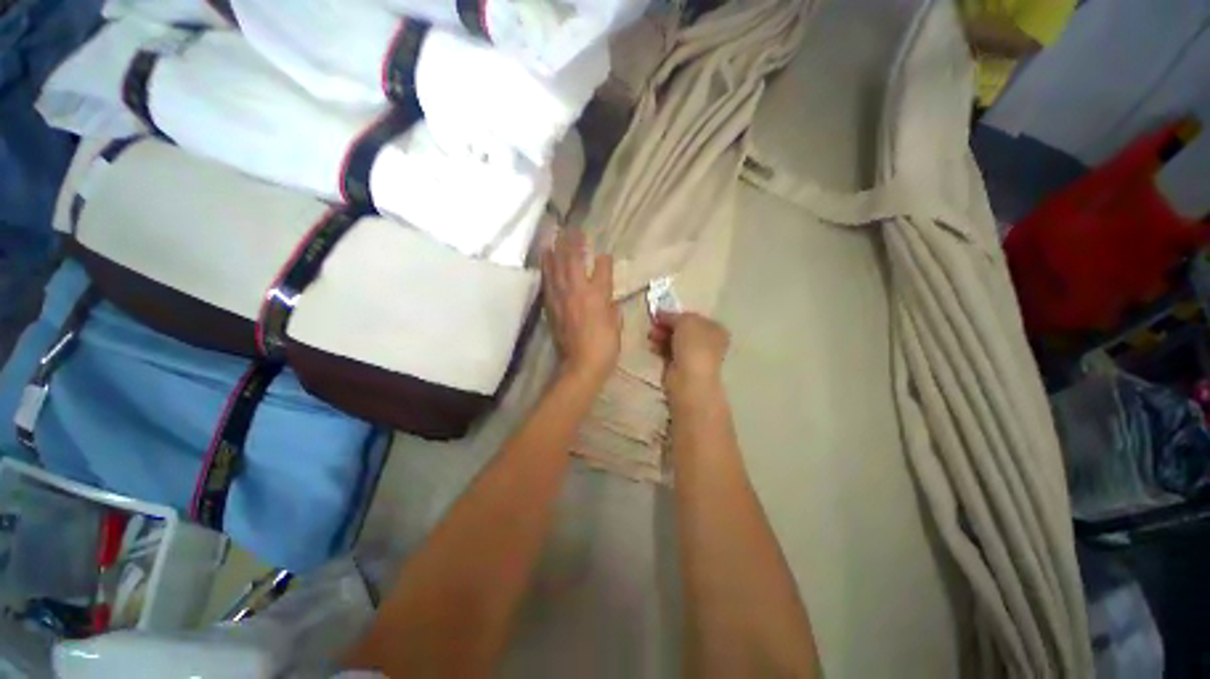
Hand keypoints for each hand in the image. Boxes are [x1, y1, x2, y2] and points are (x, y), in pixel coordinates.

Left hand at [542, 229, 620, 385]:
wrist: (581, 365)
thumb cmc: (605, 346)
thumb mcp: (616, 324)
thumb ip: (611, 307)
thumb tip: (606, 298)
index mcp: (598, 295)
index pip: (601, 268)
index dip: (603, 260)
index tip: (604, 255)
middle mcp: (578, 291)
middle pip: (573, 260)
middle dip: (573, 242)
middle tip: (572, 228)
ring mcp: (561, 298)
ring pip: (555, 268)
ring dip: (554, 250)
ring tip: (552, 236)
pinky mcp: (551, 307)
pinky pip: (547, 283)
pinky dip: (546, 269)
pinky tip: (544, 260)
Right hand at [648, 312, 729, 400]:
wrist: (688, 378)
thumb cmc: (693, 346)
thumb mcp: (685, 321)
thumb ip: (673, 315)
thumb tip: (661, 314)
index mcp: (714, 329)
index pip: (694, 317)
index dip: (677, 314)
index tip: (661, 313)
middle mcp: (706, 342)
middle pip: (682, 329)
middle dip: (666, 325)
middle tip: (653, 323)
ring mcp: (693, 355)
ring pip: (674, 340)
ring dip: (661, 335)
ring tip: (650, 335)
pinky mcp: (680, 366)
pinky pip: (667, 352)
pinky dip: (659, 347)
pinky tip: (652, 346)